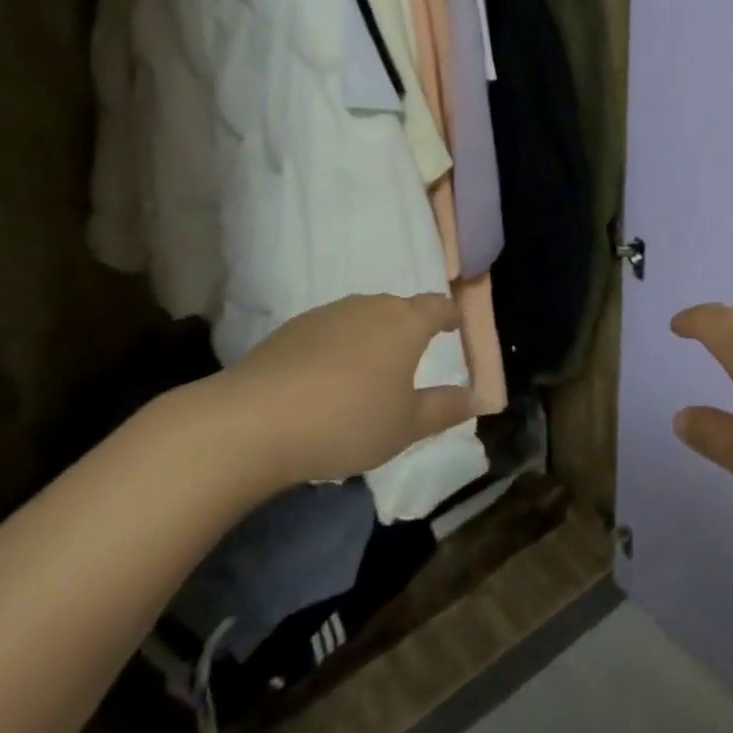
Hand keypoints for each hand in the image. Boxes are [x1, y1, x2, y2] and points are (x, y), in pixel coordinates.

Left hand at [205, 293, 474, 494]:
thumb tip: (478, 397)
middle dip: (409, 328)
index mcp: (405, 322)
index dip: (449, 315)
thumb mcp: (406, 426)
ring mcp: (328, 314)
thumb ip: (445, 408)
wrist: (255, 421)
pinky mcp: (292, 328)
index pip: (437, 306)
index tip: (454, 327)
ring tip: (368, 372)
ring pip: (362, 318)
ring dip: (372, 337)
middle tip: (411, 357)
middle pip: (399, 309)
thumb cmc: (348, 421)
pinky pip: (329, 331)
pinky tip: (326, 381)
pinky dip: (338, 348)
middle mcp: (370, 306)